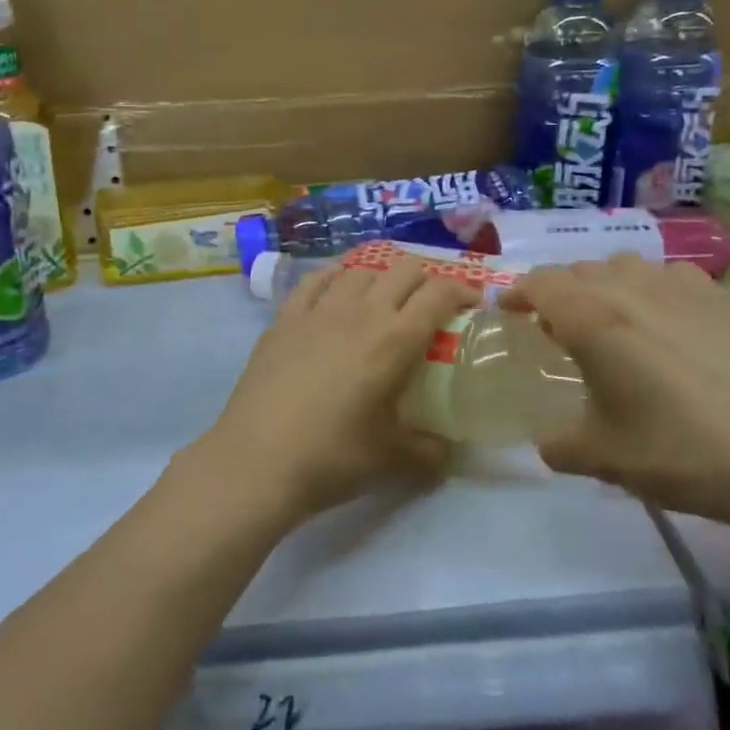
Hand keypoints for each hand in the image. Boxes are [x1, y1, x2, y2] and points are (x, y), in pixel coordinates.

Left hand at [198, 261, 477, 524]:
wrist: (256, 460)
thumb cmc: (331, 457)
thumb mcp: (391, 459)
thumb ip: (428, 451)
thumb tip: (445, 451)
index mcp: (394, 340)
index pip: (439, 293)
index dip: (462, 289)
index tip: (473, 302)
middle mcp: (360, 312)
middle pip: (403, 269)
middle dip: (427, 277)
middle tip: (432, 302)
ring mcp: (318, 310)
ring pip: (360, 269)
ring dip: (382, 276)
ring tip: (385, 297)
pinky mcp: (284, 318)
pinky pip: (315, 280)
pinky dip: (335, 277)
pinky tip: (337, 288)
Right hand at [507, 254, 729, 536]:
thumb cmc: (680, 453)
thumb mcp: (602, 458)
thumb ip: (558, 443)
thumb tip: (549, 441)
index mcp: (592, 319)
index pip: (540, 282)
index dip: (518, 293)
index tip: (509, 312)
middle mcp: (631, 289)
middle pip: (579, 270)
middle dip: (559, 293)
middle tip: (558, 330)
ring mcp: (683, 287)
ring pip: (626, 266)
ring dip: (605, 286)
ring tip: (613, 322)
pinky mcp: (724, 298)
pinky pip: (671, 276)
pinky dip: (653, 290)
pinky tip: (669, 325)